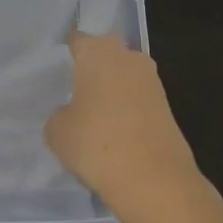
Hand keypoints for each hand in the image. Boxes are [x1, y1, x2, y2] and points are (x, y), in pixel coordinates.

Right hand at [45, 33, 208, 222]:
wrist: (155, 181)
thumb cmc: (97, 144)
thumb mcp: (58, 131)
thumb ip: (59, 114)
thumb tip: (71, 114)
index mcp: (99, 51)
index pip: (78, 40)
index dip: (66, 54)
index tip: (55, 71)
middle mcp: (129, 56)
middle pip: (105, 54)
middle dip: (92, 69)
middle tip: (72, 92)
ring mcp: (152, 81)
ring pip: (124, 77)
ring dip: (112, 91)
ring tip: (92, 118)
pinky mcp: (167, 107)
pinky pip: (138, 100)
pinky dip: (127, 111)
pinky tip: (114, 134)